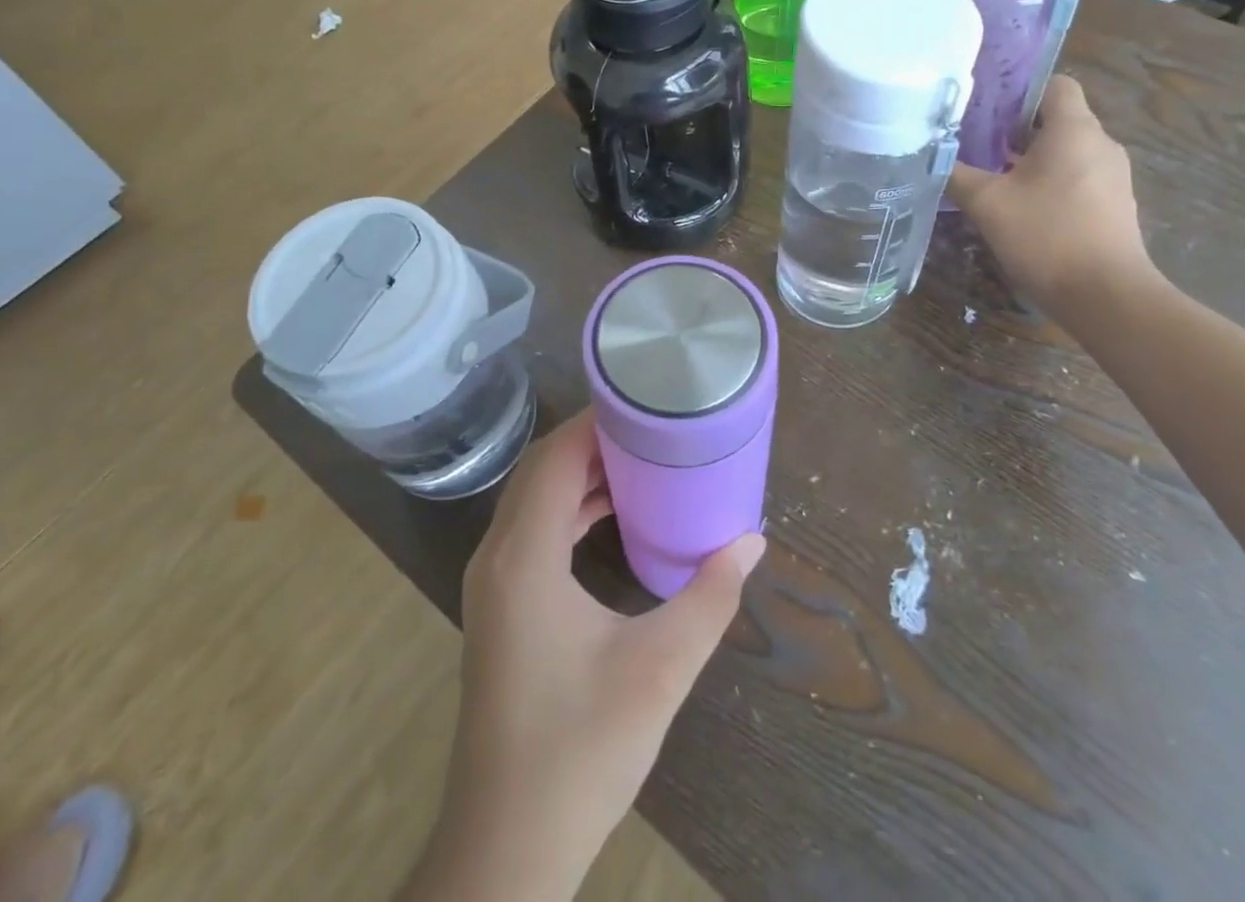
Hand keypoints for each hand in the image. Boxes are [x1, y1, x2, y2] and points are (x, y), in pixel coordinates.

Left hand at [425, 412, 763, 899]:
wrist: (507, 846)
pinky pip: (533, 530)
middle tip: (653, 425)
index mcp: (523, 557)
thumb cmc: (580, 749)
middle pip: (542, 469)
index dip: (597, 421)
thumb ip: (709, 599)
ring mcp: (492, 583)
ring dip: (581, 473)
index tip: (646, 399)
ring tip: (641, 459)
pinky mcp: (501, 606)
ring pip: (534, 498)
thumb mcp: (658, 671)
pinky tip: (612, 515)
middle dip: (594, 440)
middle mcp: (497, 557)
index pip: (557, 458)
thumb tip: (752, 540)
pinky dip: (570, 508)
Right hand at [945, 76, 1155, 312]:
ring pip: (1066, 151)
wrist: (1105, 295)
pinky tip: (1022, 209)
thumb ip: (956, 173)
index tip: (986, 110)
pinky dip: (1050, 183)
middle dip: (1016, 129)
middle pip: (1057, 119)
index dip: (1020, 91)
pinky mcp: (1114, 205)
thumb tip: (932, 155)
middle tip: (976, 144)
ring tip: (993, 178)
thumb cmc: (1046, 235)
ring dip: (1032, 159)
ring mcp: (1112, 177)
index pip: (1056, 85)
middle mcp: (1100, 144)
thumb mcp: (987, 203)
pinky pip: (1077, 178)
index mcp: (1074, 130)